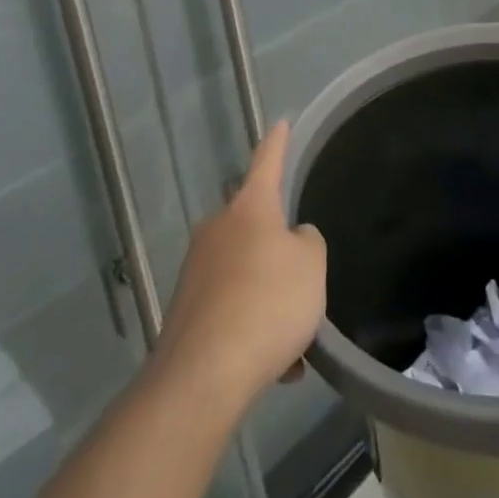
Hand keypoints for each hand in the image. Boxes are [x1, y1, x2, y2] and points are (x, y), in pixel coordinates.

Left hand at [154, 122, 326, 408]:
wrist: (204, 375)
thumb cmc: (267, 303)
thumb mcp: (311, 266)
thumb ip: (307, 243)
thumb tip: (291, 240)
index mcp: (249, 208)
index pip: (267, 161)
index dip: (277, 142)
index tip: (280, 122)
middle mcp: (217, 229)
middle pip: (254, 224)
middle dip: (277, 247)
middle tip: (302, 278)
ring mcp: (197, 269)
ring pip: (246, 274)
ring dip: (269, 298)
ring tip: (295, 343)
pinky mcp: (186, 310)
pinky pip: (231, 309)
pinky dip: (253, 329)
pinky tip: (276, 367)